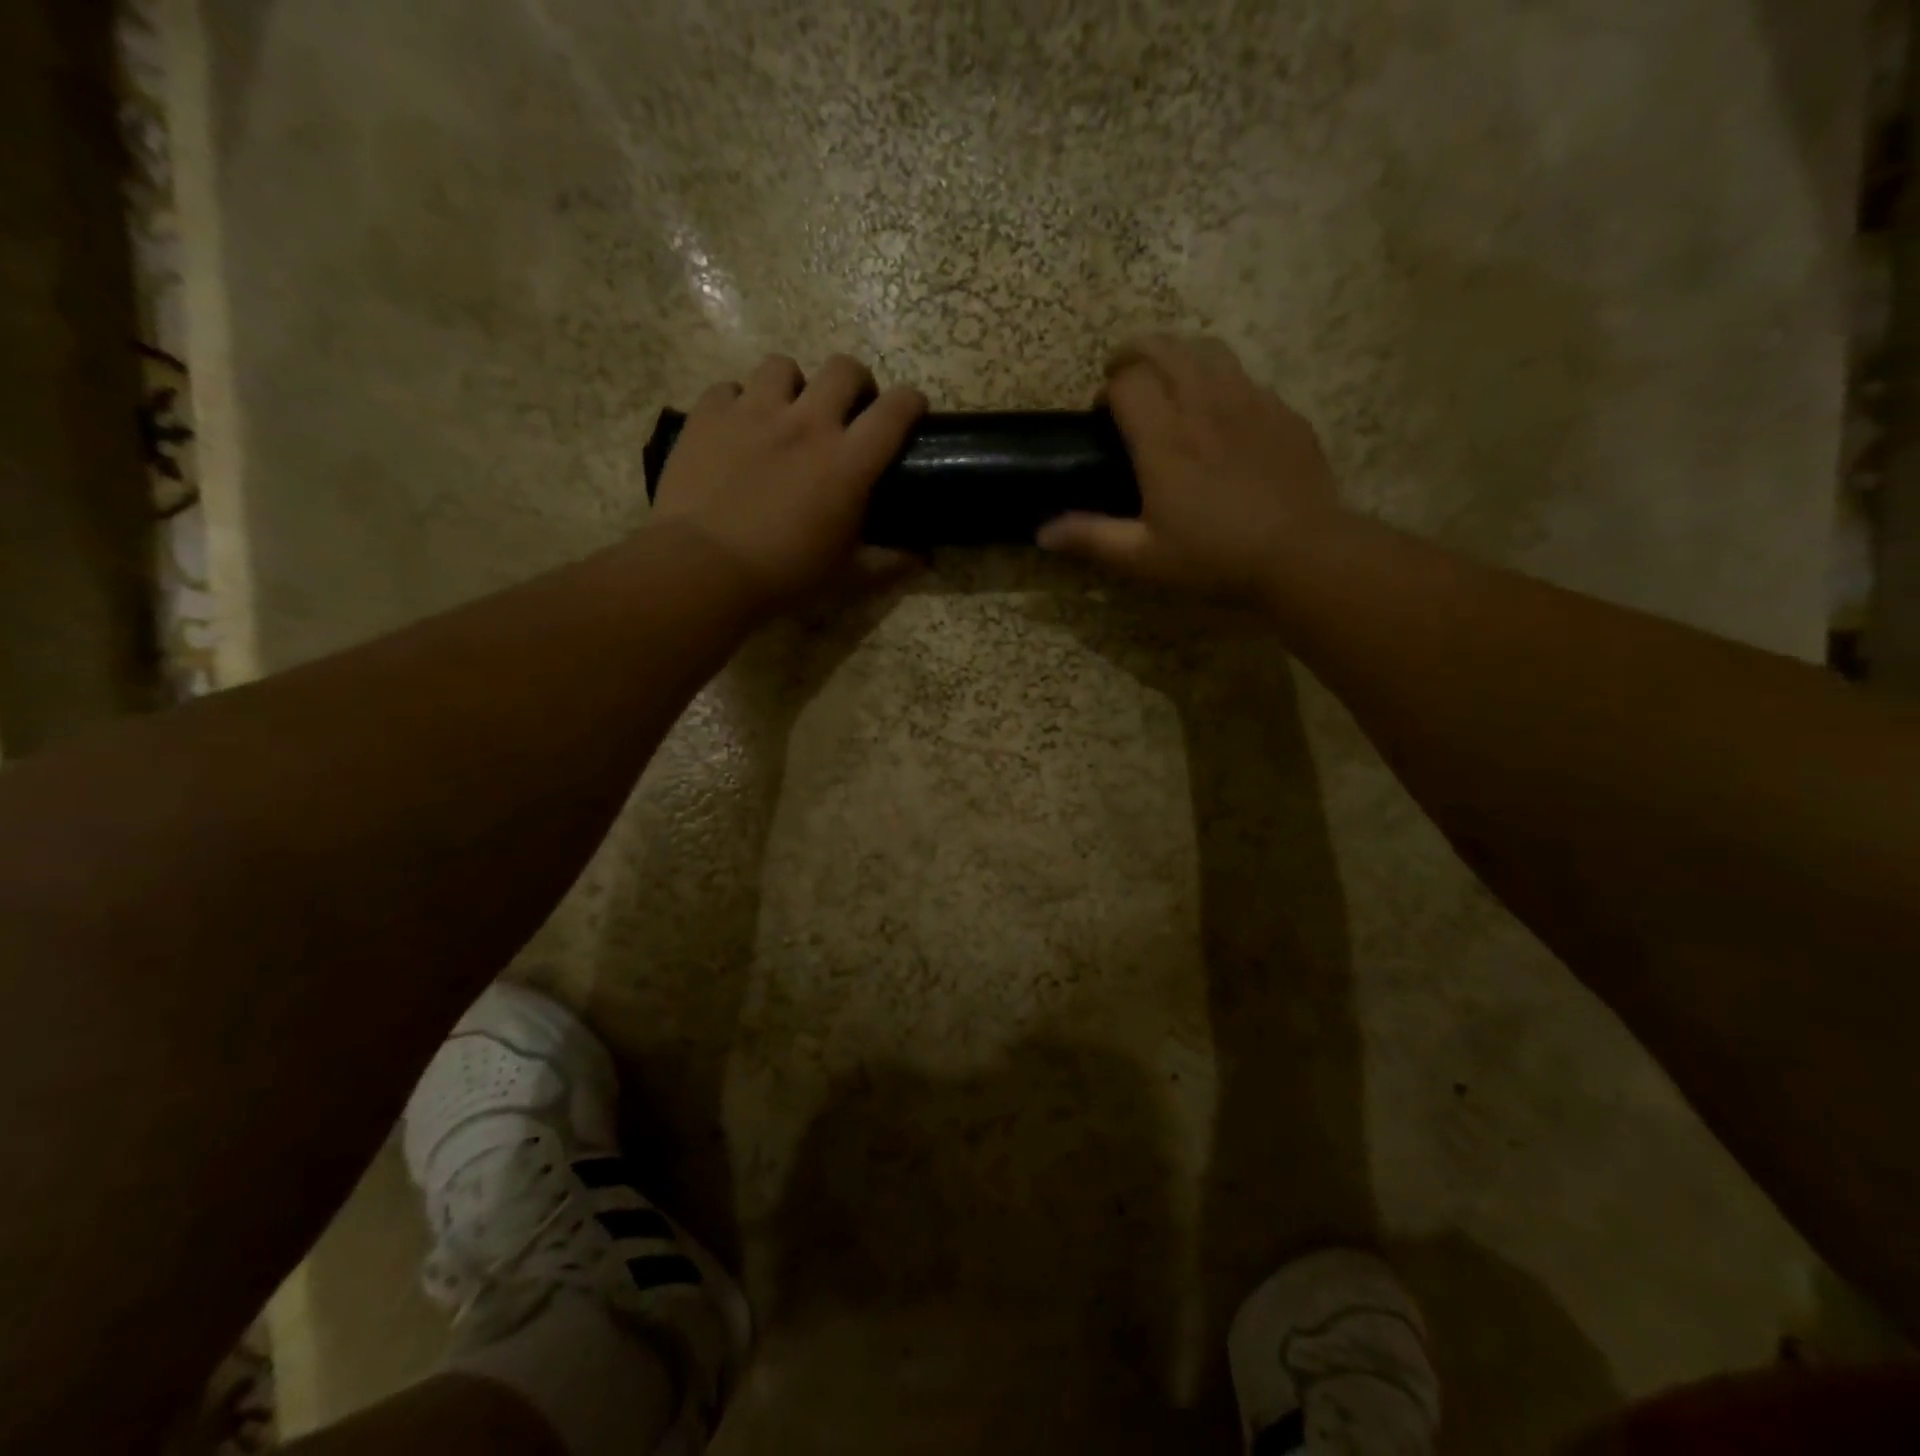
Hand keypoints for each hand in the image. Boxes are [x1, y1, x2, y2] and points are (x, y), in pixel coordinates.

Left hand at [651, 353, 926, 609]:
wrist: (703, 568)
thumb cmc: (784, 575)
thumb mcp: (846, 577)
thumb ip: (888, 563)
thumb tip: (922, 558)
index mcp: (847, 462)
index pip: (895, 411)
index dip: (911, 402)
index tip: (913, 409)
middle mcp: (806, 422)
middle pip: (843, 369)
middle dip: (856, 382)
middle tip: (849, 410)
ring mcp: (753, 412)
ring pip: (782, 367)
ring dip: (793, 385)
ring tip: (786, 412)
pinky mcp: (708, 415)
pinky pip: (728, 389)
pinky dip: (738, 402)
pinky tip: (736, 428)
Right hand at [1037, 334, 1340, 598]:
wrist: (1302, 553)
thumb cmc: (1215, 557)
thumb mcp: (1144, 558)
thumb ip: (1091, 538)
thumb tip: (1042, 533)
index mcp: (1165, 439)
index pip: (1128, 382)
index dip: (1108, 389)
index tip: (1102, 414)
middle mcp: (1204, 405)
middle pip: (1165, 348)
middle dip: (1135, 352)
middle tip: (1123, 376)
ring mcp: (1248, 402)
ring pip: (1208, 350)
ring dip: (1178, 354)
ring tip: (1169, 378)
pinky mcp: (1281, 412)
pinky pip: (1244, 376)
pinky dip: (1220, 379)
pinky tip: (1220, 412)